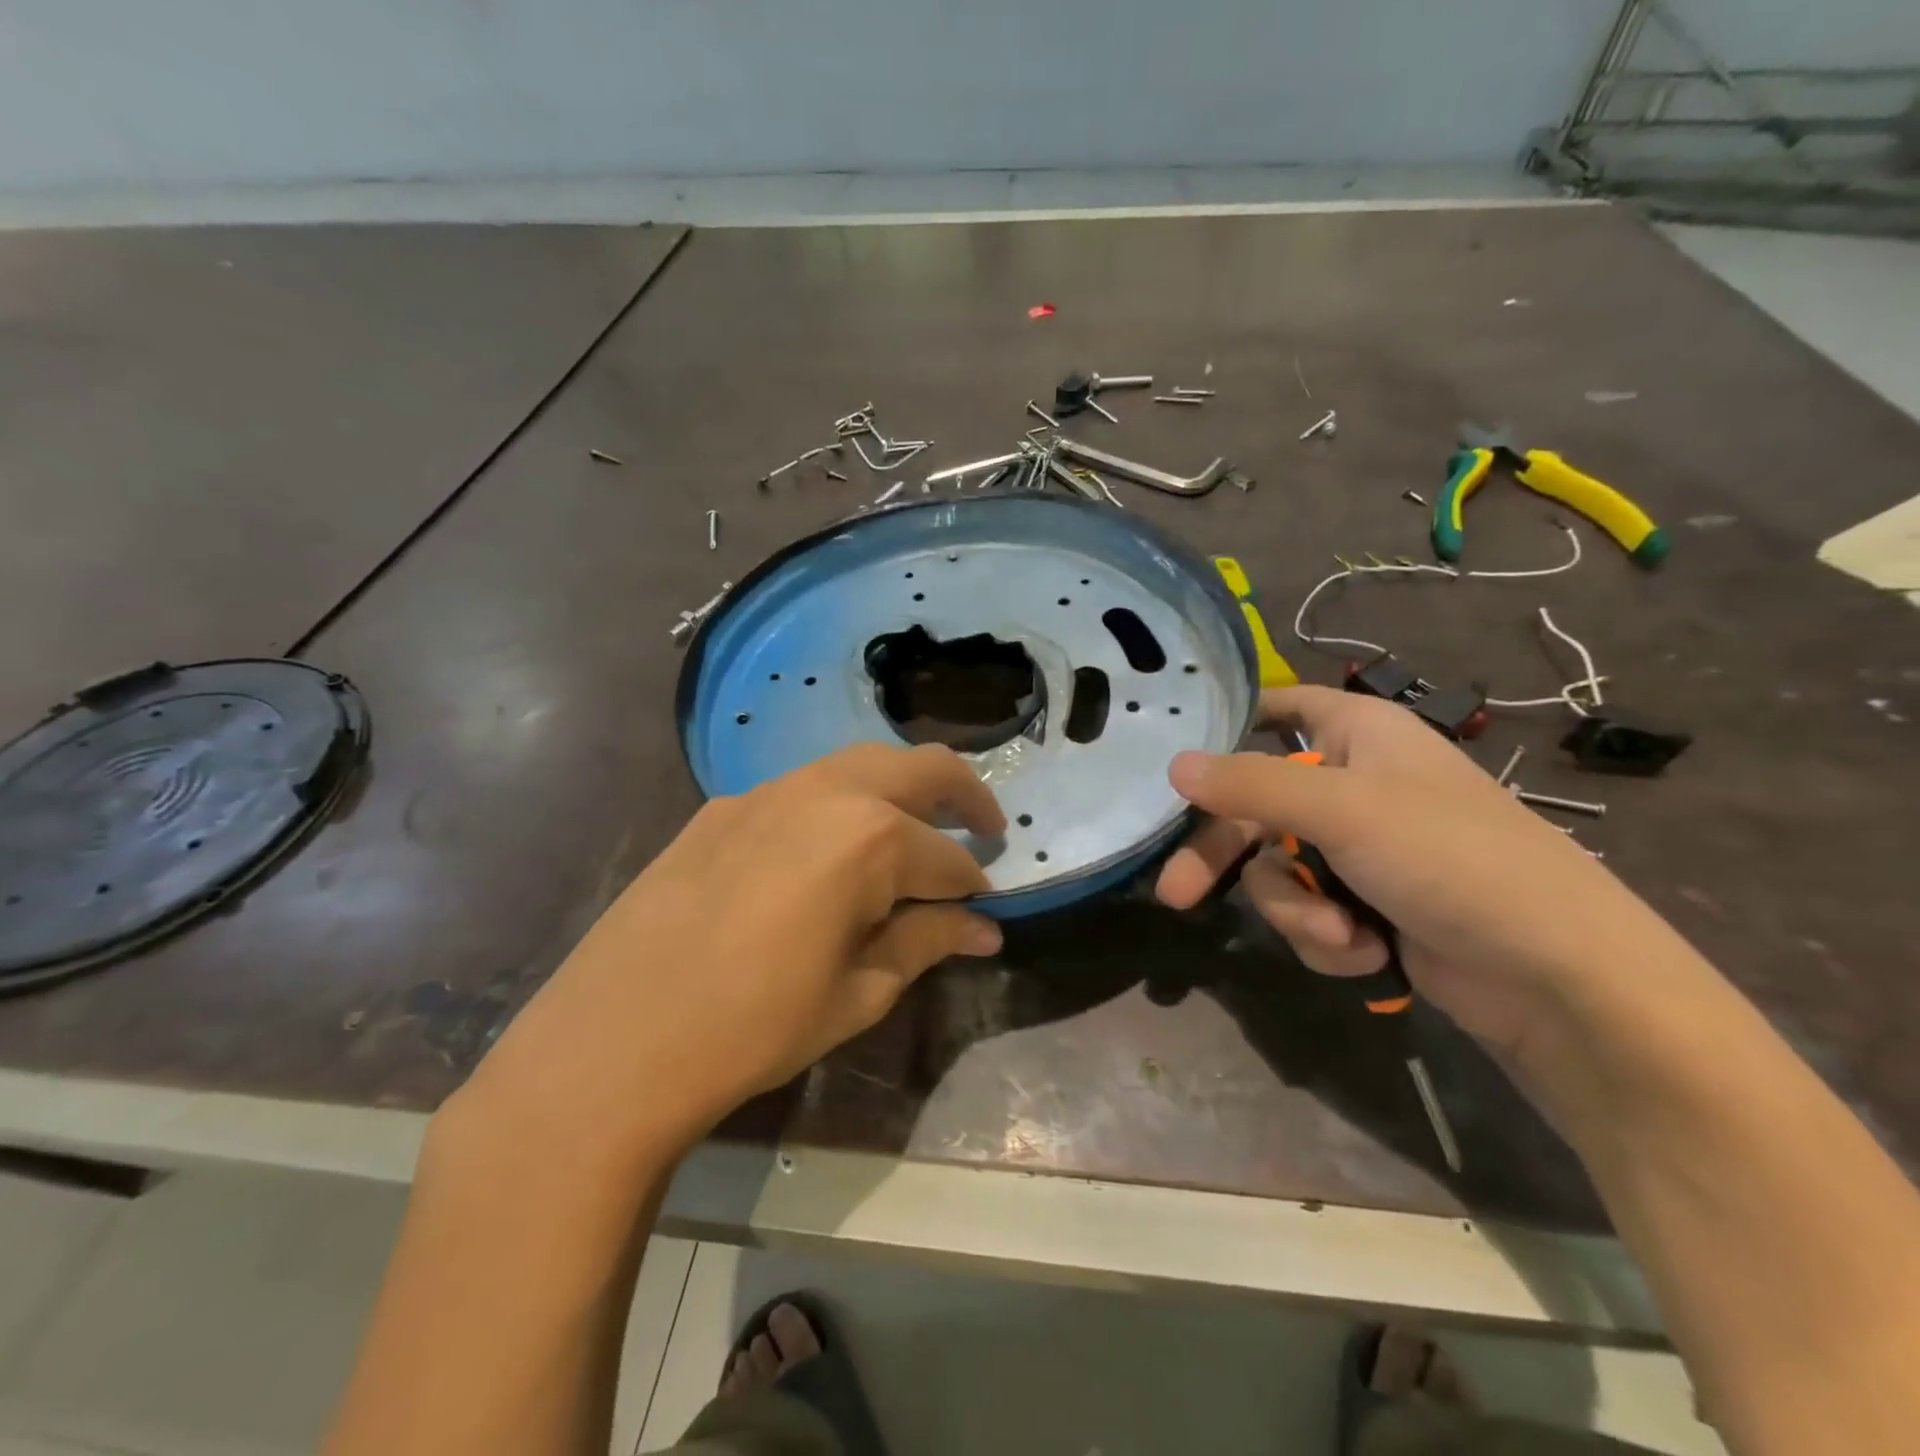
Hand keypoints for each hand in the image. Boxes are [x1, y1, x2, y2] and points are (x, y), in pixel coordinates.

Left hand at [457, 743, 1005, 1163]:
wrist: (612, 1043)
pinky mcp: (724, 805)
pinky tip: (830, 850)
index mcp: (869, 839)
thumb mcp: (857, 994)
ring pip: (860, 765)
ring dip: (901, 790)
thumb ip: (925, 943)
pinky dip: (841, 804)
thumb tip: (983, 928)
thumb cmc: (753, 1028)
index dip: (973, 887)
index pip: (947, 858)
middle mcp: (825, 792)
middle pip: (920, 768)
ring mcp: (768, 790)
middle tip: (985, 828)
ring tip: (914, 832)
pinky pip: (804, 787)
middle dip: (965, 794)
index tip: (986, 910)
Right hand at [1155, 686, 1666, 1063]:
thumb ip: (1250, 785)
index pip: (1281, 707)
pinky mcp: (1367, 907)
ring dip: (1298, 911)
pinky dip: (1328, 939)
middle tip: (1176, 896)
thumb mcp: (1342, 809)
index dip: (1231, 721)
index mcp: (1357, 734)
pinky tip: (1368, 953)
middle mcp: (1352, 785)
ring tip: (1343, 935)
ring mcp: (1359, 851)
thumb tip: (1173, 765)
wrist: (1557, 977)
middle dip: (1223, 858)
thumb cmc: (1451, 858)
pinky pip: (1309, 914)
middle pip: (1254, 808)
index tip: (1176, 747)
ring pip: (1277, 871)